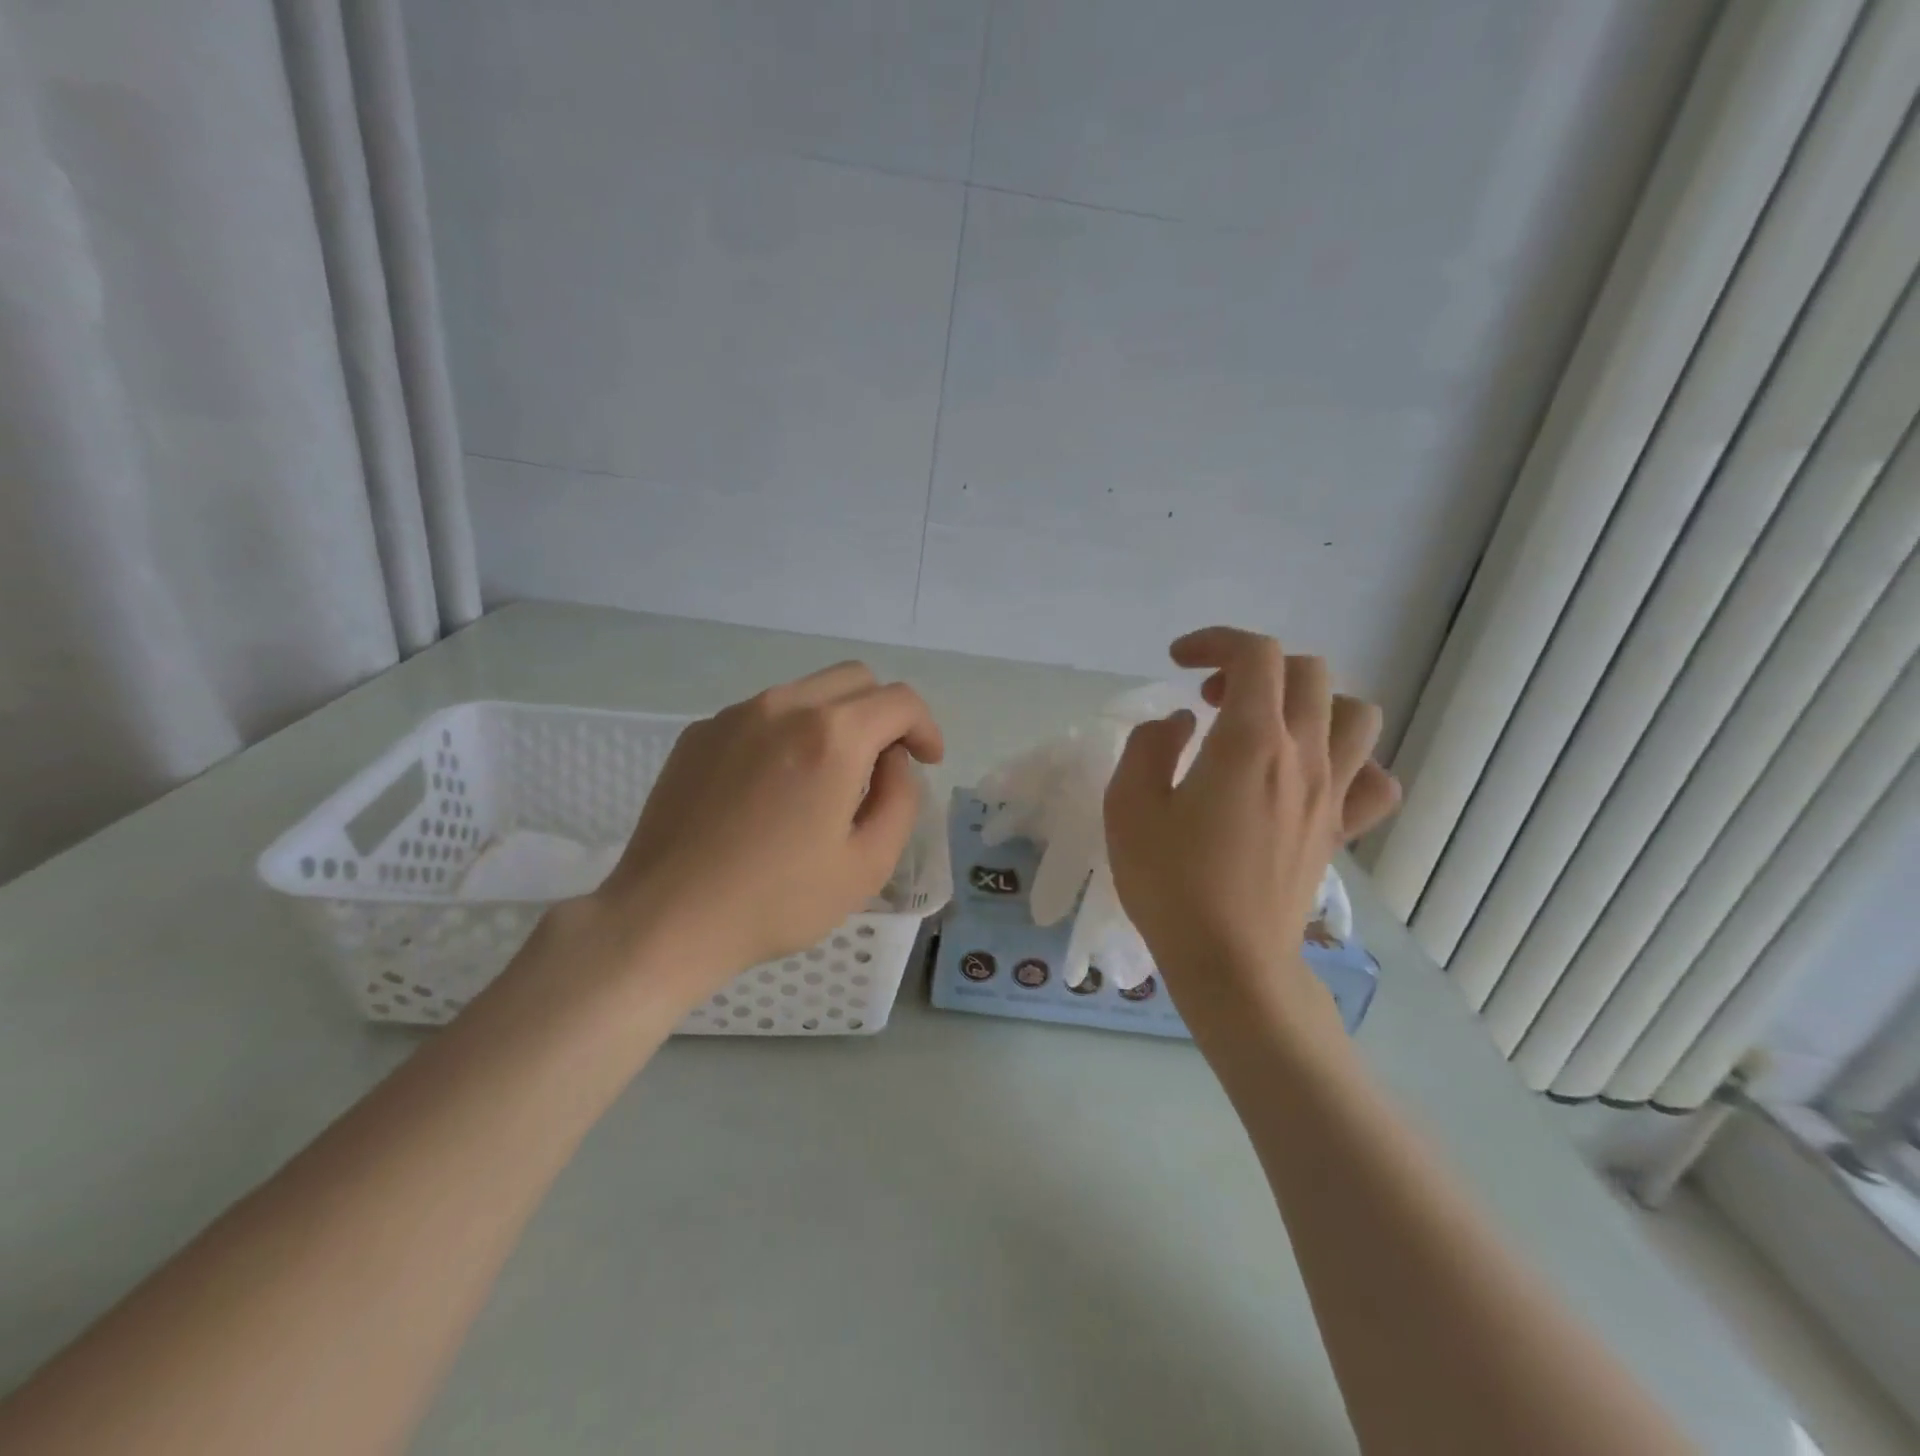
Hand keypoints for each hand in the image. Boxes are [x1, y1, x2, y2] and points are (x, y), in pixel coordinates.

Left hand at [585, 662, 943, 999]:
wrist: (667, 919)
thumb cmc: (777, 901)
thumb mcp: (868, 864)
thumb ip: (900, 799)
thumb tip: (892, 761)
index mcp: (832, 736)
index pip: (900, 700)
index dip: (925, 727)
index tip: (926, 762)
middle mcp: (784, 706)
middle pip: (855, 680)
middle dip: (884, 714)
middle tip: (884, 765)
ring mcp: (735, 715)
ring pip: (807, 691)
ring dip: (836, 720)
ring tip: (829, 778)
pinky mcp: (700, 733)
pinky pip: (763, 714)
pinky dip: (789, 732)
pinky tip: (775, 787)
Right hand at [1104, 627, 1397, 1025]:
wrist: (1230, 963)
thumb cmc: (1171, 884)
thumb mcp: (1129, 808)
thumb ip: (1148, 748)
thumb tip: (1177, 725)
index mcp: (1250, 743)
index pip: (1256, 655)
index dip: (1215, 642)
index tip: (1177, 662)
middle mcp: (1303, 757)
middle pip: (1308, 672)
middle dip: (1254, 667)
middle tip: (1210, 698)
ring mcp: (1330, 794)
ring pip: (1356, 714)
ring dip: (1310, 702)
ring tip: (1266, 726)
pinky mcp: (1339, 830)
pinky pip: (1374, 778)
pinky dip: (1350, 760)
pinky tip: (1311, 775)